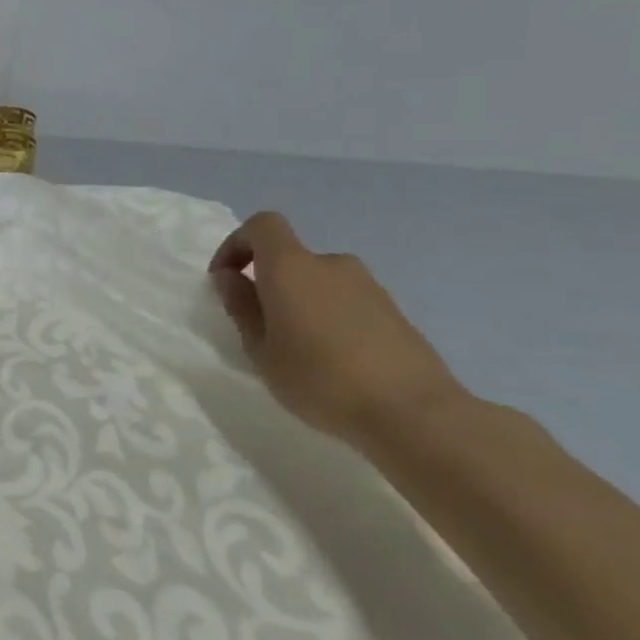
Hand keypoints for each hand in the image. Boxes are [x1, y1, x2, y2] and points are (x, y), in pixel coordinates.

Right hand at [208, 212, 468, 448]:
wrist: (414, 413)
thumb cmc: (320, 379)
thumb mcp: (260, 349)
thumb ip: (242, 307)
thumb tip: (230, 277)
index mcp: (292, 267)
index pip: (263, 226)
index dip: (237, 244)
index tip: (225, 279)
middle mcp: (331, 265)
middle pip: (290, 257)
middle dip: (268, 283)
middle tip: (260, 327)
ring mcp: (369, 286)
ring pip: (319, 282)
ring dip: (300, 302)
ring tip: (297, 348)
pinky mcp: (394, 311)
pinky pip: (346, 301)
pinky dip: (329, 317)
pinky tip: (332, 360)